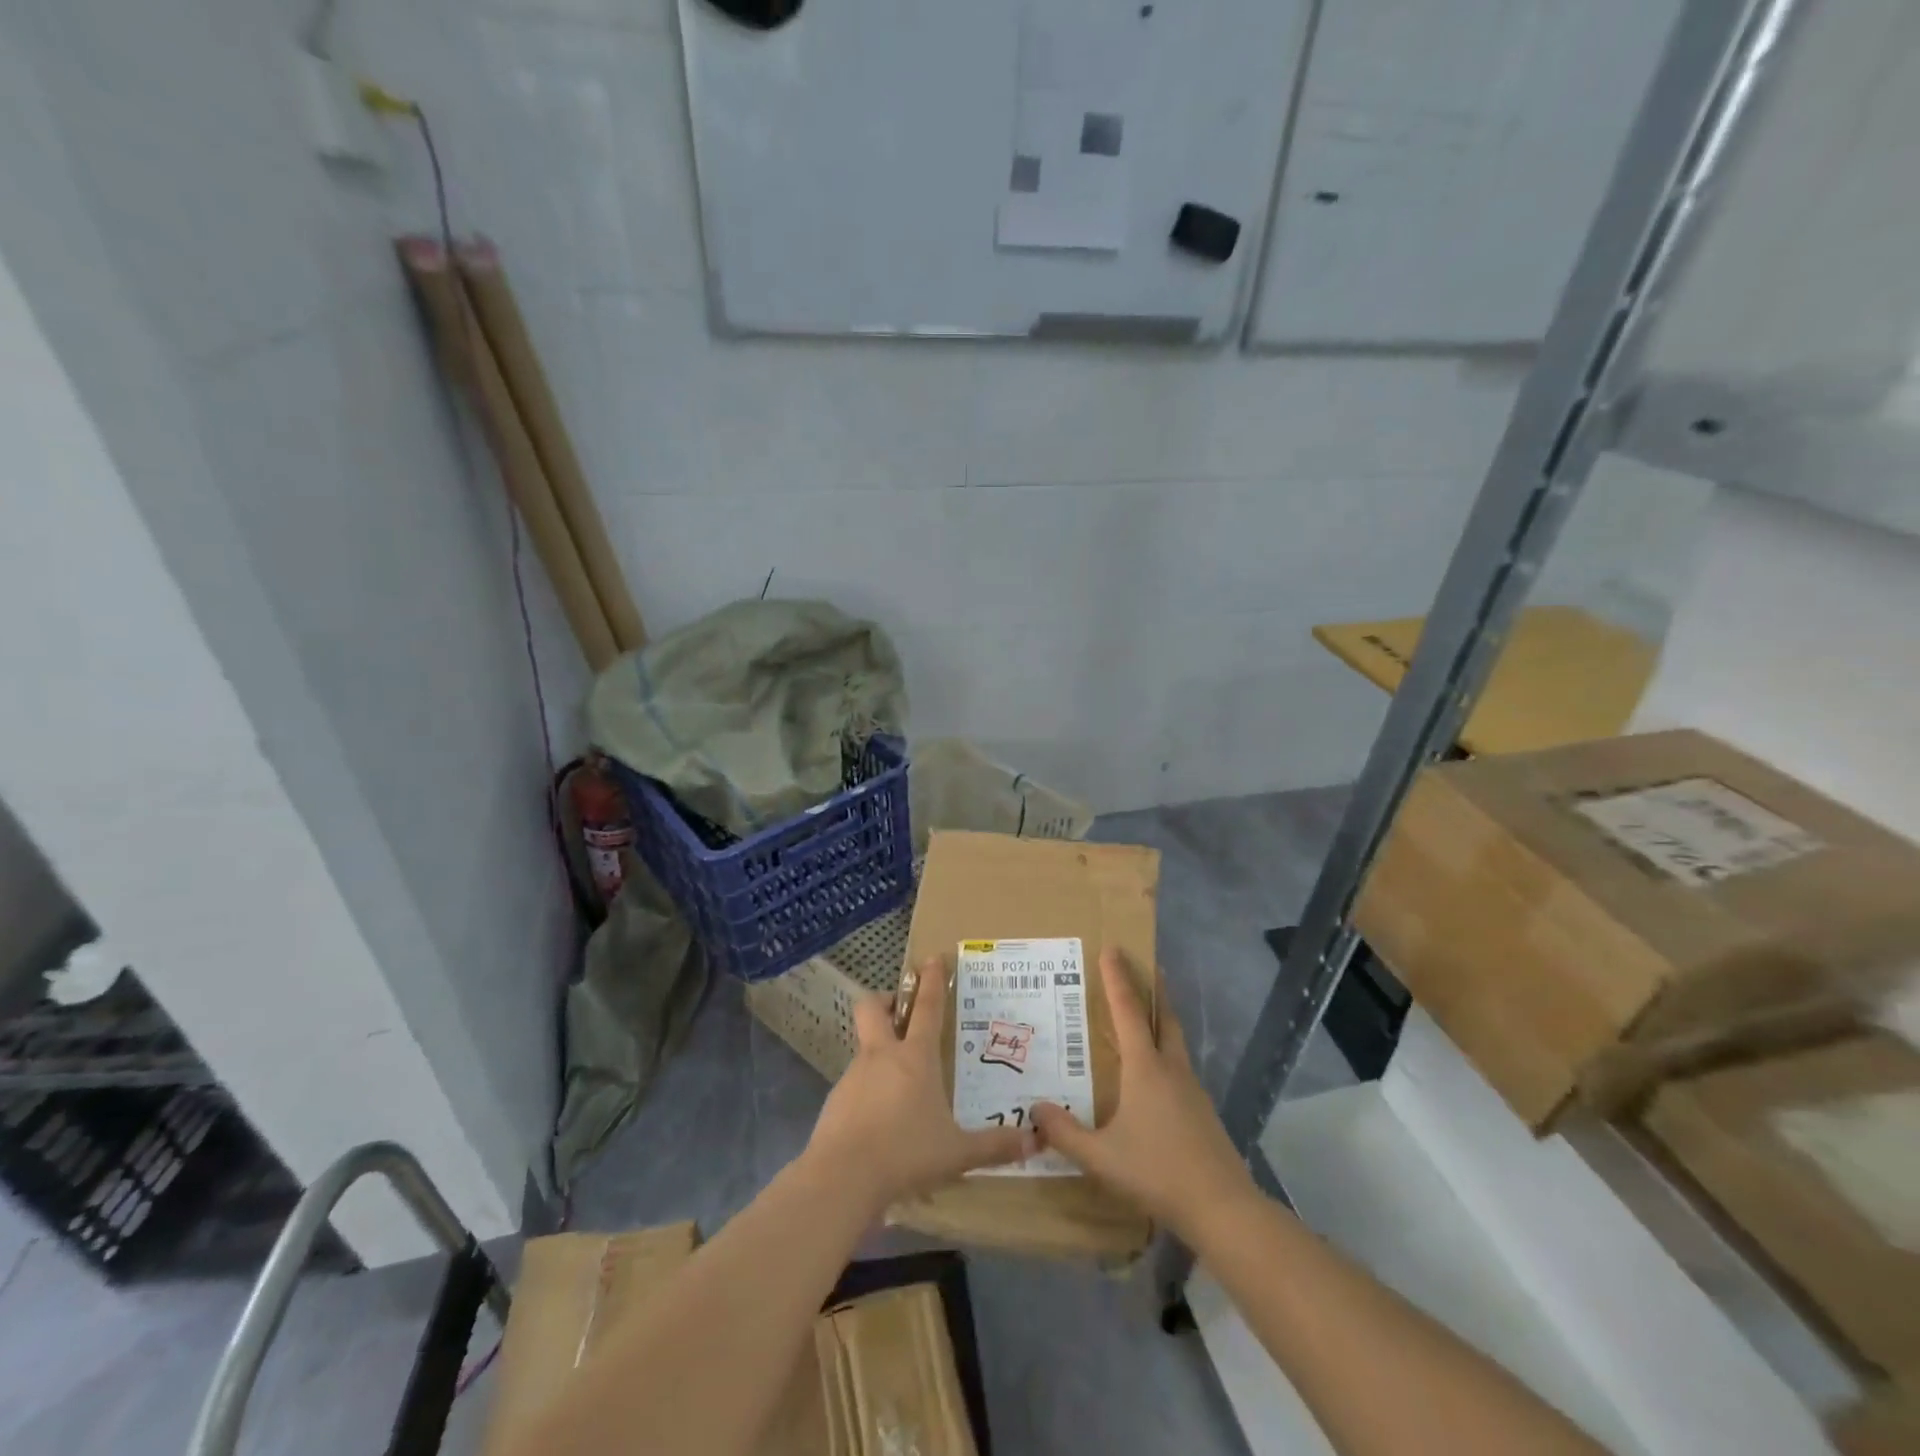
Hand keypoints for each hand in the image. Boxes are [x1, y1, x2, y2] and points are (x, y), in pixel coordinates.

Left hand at [805, 961, 1034, 1215]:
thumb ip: (994, 1146)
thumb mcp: (957, 1153)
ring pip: (864, 1046)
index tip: (932, 958)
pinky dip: (868, 1091)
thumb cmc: (906, 1153)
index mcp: (915, 1058)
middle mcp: (881, 1057)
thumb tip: (1033, 1143)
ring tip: (899, 1085)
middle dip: (886, 1000)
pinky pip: (854, 1084)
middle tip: (900, 1012)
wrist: (842, 1178)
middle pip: (873, 1007)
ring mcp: (853, 1076)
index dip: (931, 980)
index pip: (926, 1007)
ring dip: (879, 1052)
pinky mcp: (835, 1101)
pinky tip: (880, 1121)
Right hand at [1031, 950, 1254, 1237]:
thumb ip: (1065, 1133)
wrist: (1223, 1208)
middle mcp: (1171, 1068)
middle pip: (1163, 1015)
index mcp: (1145, 1068)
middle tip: (1145, 965)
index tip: (1112, 948)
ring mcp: (1192, 1089)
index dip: (1117, 978)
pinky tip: (1157, 1072)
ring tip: (1147, 1013)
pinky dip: (1167, 1050)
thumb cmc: (1157, 1172)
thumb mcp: (1101, 1157)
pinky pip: (1180, 1065)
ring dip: (1162, 1017)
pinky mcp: (1203, 1110)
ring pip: (1175, 1039)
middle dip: (1153, 988)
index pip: (1127, 1011)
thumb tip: (1035, 1109)